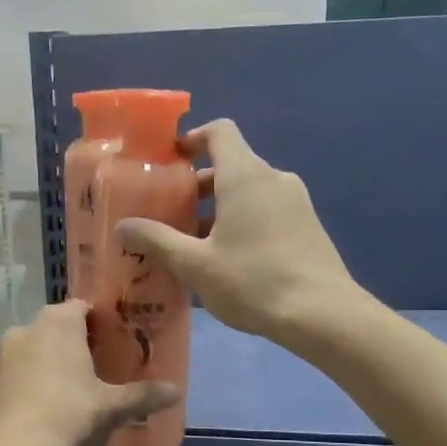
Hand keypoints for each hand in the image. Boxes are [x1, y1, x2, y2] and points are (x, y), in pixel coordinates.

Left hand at [0, 300, 178, 445]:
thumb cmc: (68, 419)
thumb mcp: (112, 408)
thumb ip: (144, 395)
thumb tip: (176, 390)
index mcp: (59, 323)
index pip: (84, 307)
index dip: (102, 321)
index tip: (119, 340)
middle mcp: (28, 328)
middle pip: (60, 325)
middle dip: (80, 340)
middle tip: (105, 364)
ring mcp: (6, 353)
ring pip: (39, 346)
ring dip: (56, 358)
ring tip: (80, 385)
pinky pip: (24, 368)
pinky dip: (38, 377)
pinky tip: (53, 402)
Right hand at [117, 119, 357, 342]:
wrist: (323, 313)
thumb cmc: (253, 281)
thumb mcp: (195, 264)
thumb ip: (157, 240)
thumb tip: (123, 226)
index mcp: (245, 176)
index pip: (220, 132)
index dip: (192, 139)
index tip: (169, 162)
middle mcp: (274, 179)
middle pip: (231, 165)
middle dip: (197, 186)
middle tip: (170, 214)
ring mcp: (296, 202)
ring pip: (249, 192)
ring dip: (219, 209)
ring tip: (193, 244)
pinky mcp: (307, 226)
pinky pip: (267, 211)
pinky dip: (243, 222)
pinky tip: (228, 261)